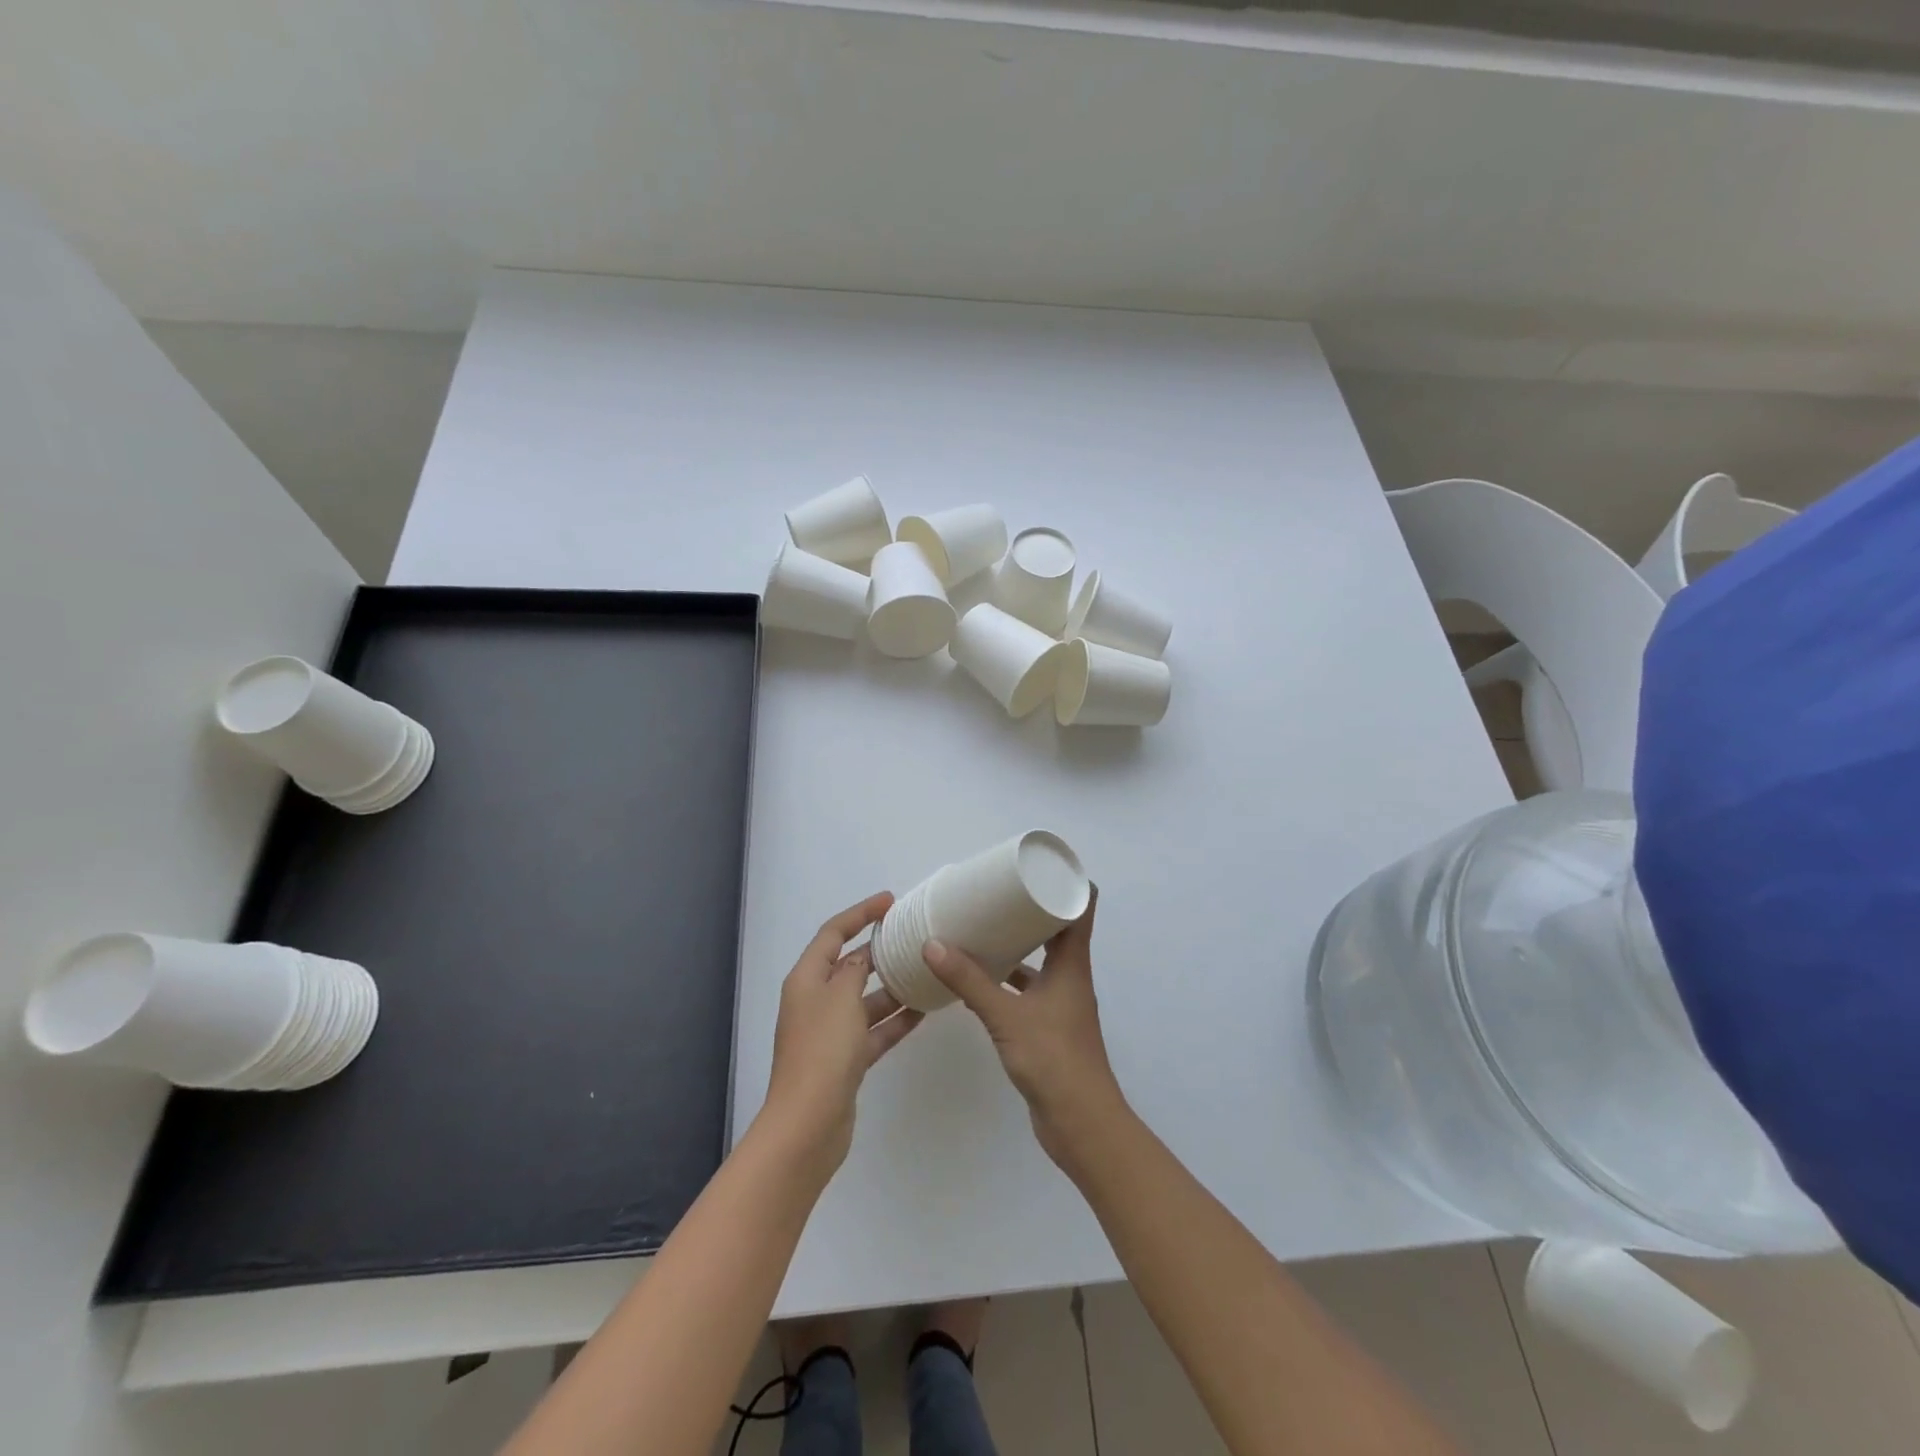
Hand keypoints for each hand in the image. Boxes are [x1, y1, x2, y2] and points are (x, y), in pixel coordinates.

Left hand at [762, 892, 923, 1178]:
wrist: (809, 1124)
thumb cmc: (823, 1050)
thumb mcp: (841, 997)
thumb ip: (854, 969)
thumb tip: (861, 957)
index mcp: (807, 979)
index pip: (833, 933)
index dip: (859, 913)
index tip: (890, 901)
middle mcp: (815, 1001)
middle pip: (849, 965)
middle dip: (879, 950)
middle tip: (913, 936)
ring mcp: (830, 1033)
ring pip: (865, 999)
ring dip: (892, 987)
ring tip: (927, 972)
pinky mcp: (846, 1060)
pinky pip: (874, 1030)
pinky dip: (895, 1021)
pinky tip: (925, 1011)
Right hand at [923, 888, 1127, 1168]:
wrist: (1081, 1124)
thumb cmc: (1053, 1060)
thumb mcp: (1006, 1016)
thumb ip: (969, 982)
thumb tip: (933, 944)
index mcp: (1072, 965)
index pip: (1080, 908)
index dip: (1066, 883)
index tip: (1038, 865)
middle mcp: (1071, 978)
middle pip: (1057, 930)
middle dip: (1030, 910)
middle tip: (997, 892)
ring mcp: (1061, 1003)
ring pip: (1040, 961)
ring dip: (1017, 945)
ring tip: (983, 929)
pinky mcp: (1049, 1027)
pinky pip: (1028, 989)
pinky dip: (1008, 979)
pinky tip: (981, 979)